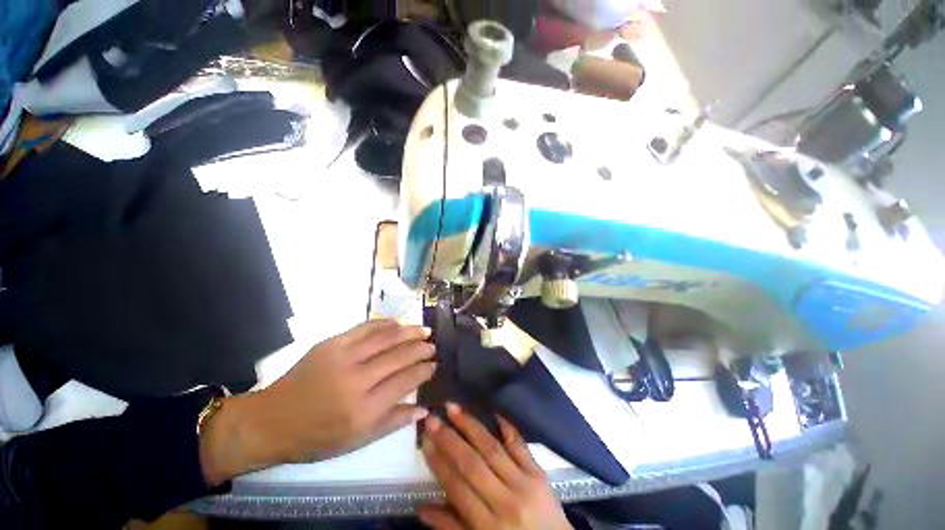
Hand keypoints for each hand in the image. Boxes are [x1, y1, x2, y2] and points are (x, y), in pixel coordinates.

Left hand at [201, 320, 435, 483]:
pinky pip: (365, 328)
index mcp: (364, 410)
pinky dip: (385, 324)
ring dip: (409, 331)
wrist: (272, 420)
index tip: (434, 365)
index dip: (424, 371)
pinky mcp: (331, 344)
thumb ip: (393, 422)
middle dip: (421, 348)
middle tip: (432, 345)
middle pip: (399, 356)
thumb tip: (424, 408)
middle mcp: (357, 380)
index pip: (405, 381)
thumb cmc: (317, 437)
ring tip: (424, 329)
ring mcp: (343, 358)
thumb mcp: (357, 441)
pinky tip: (397, 323)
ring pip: (386, 338)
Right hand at [420, 404, 571, 529]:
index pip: (457, 488)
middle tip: (433, 419)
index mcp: (487, 527)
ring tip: (453, 408)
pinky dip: (507, 427)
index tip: (425, 440)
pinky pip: (520, 445)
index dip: (439, 463)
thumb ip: (452, 528)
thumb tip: (421, 508)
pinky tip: (493, 412)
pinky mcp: (539, 473)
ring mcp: (524, 483)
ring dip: (470, 425)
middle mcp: (505, 501)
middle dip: (449, 439)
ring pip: (492, 448)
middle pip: (472, 464)